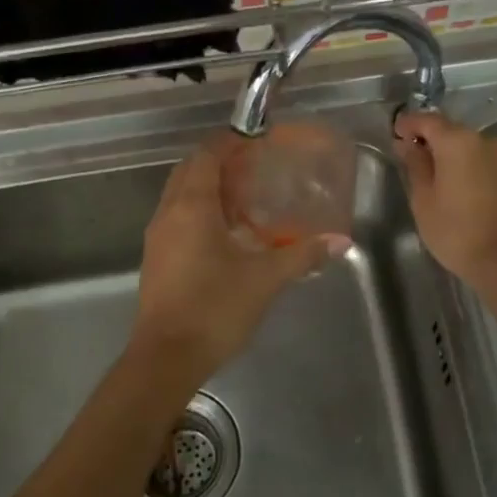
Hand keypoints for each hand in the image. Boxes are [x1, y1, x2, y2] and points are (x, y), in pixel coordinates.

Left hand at [130, 135, 338, 384]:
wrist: (166, 357)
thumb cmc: (215, 308)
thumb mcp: (265, 279)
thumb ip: (303, 254)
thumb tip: (341, 241)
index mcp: (192, 206)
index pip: (207, 155)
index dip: (229, 141)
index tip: (256, 139)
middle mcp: (169, 213)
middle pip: (190, 170)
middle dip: (218, 161)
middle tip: (254, 166)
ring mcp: (158, 237)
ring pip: (180, 195)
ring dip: (207, 187)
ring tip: (245, 196)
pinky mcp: (156, 259)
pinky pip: (177, 218)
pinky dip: (199, 211)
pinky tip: (226, 233)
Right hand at [393, 112, 496, 286]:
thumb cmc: (454, 230)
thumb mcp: (423, 198)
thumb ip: (415, 164)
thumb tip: (407, 144)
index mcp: (458, 141)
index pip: (427, 120)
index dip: (407, 124)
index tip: (393, 134)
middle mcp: (483, 140)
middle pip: (449, 130)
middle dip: (427, 138)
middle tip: (406, 155)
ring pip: (465, 145)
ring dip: (446, 152)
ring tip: (427, 172)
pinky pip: (479, 159)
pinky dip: (462, 164)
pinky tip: (450, 183)